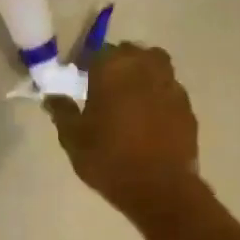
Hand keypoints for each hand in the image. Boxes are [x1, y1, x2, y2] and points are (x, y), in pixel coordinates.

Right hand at [46, 43, 200, 218]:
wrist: (159, 188)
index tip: (80, 79)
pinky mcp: (187, 106)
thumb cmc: (109, 160)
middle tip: (104, 87)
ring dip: (141, 75)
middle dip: (117, 64)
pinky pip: (169, 90)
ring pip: (155, 66)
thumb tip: (52, 97)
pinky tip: (149, 118)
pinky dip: (158, 96)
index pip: (97, 52)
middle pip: (130, 53)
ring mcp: (170, 84)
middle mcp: (145, 67)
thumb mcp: (73, 139)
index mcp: (113, 69)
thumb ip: (63, 112)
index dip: (87, 63)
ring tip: (129, 98)